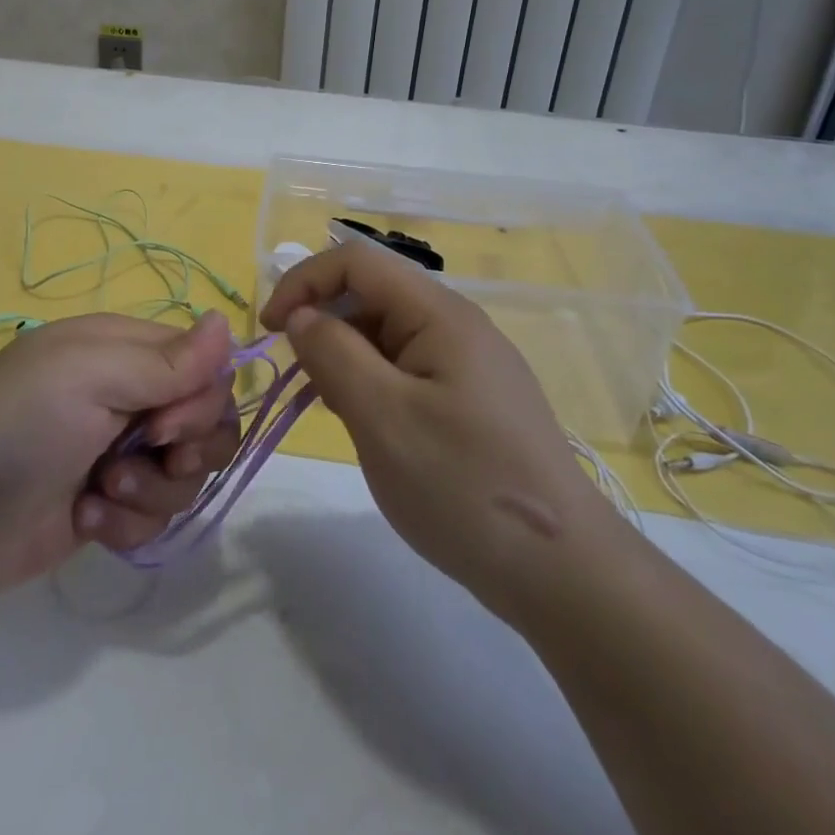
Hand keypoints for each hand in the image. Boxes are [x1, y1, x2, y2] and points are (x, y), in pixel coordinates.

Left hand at [0, 312, 241, 594]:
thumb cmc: (18, 424)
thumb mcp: (89, 376)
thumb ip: (165, 360)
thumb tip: (227, 323)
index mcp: (126, 351)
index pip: (205, 366)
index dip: (202, 398)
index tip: (167, 423)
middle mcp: (131, 396)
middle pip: (207, 421)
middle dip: (186, 447)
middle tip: (148, 454)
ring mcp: (122, 452)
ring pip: (187, 473)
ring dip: (151, 489)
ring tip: (101, 490)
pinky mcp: (112, 504)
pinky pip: (158, 514)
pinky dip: (128, 520)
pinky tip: (87, 516)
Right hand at [260, 242, 618, 616]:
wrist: (563, 573)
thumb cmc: (464, 487)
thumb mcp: (383, 417)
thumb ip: (333, 354)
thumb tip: (302, 315)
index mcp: (439, 314)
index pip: (356, 262)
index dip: (304, 282)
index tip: (271, 330)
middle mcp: (456, 326)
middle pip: (371, 296)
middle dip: (324, 325)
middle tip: (301, 383)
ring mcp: (467, 364)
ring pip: (385, 336)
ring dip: (346, 359)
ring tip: (333, 411)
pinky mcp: (471, 400)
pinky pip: (406, 371)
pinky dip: (372, 386)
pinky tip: (369, 429)